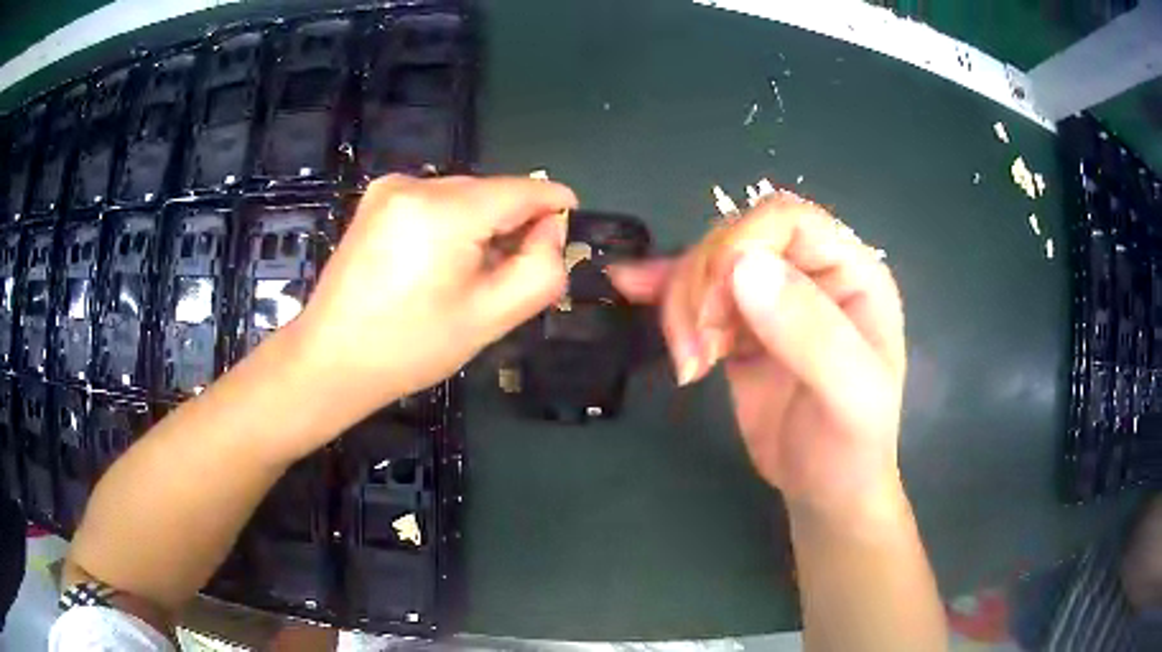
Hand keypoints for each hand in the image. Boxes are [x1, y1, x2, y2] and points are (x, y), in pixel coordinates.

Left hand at [294, 175, 576, 424]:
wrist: (330, 360)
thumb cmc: (410, 347)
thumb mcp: (490, 318)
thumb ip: (540, 270)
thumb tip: (551, 232)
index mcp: (445, 210)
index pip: (522, 189)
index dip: (554, 205)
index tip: (572, 225)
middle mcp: (416, 184)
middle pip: (491, 193)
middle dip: (512, 225)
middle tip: (512, 275)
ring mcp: (390, 188)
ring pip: (463, 197)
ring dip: (480, 226)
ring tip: (470, 276)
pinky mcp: (375, 201)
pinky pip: (434, 202)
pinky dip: (450, 225)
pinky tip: (437, 264)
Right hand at [608, 191, 906, 519]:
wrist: (826, 492)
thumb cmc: (852, 448)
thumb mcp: (850, 395)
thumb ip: (810, 331)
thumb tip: (742, 268)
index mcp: (851, 273)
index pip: (788, 220)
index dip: (741, 244)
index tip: (715, 304)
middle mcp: (812, 274)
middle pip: (737, 240)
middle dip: (703, 286)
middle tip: (695, 350)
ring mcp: (774, 300)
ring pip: (710, 267)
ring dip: (682, 304)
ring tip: (687, 361)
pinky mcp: (742, 329)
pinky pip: (698, 296)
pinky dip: (664, 294)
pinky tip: (630, 287)